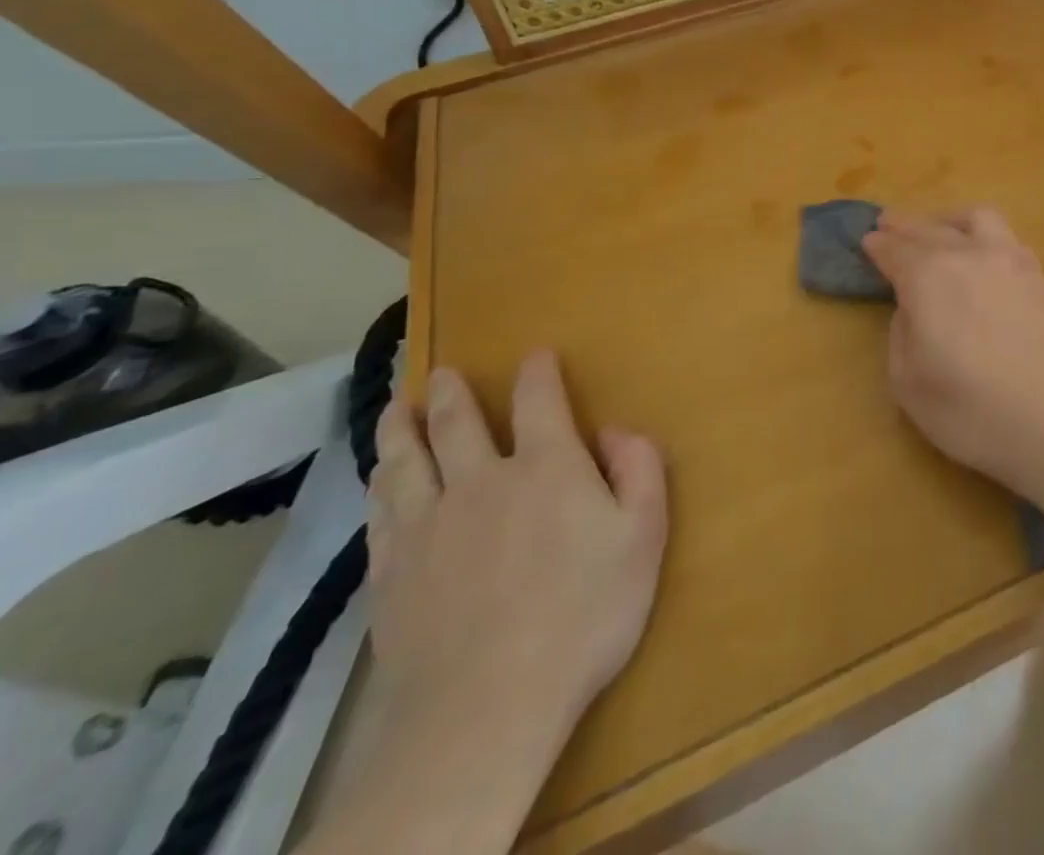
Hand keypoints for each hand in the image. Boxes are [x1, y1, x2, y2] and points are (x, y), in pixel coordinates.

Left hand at [366, 350, 667, 738]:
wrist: (487, 708)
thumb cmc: (584, 614)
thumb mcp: (644, 535)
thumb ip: (640, 470)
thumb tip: (616, 430)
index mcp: (546, 467)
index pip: (538, 400)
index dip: (537, 372)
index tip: (535, 354)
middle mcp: (480, 482)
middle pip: (456, 423)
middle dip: (450, 392)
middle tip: (439, 372)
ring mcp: (428, 527)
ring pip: (405, 462)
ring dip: (401, 429)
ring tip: (397, 408)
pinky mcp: (390, 574)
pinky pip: (379, 513)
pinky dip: (379, 486)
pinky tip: (379, 480)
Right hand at [862, 207, 1043, 497]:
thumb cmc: (970, 410)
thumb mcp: (908, 381)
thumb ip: (901, 332)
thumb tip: (913, 307)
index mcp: (928, 276)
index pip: (896, 249)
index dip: (879, 245)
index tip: (868, 241)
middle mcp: (968, 255)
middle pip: (930, 229)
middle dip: (906, 226)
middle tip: (889, 225)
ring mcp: (1010, 261)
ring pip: (976, 219)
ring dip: (949, 220)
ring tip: (939, 229)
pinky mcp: (1039, 277)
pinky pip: (1007, 239)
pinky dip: (985, 238)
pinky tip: (983, 254)